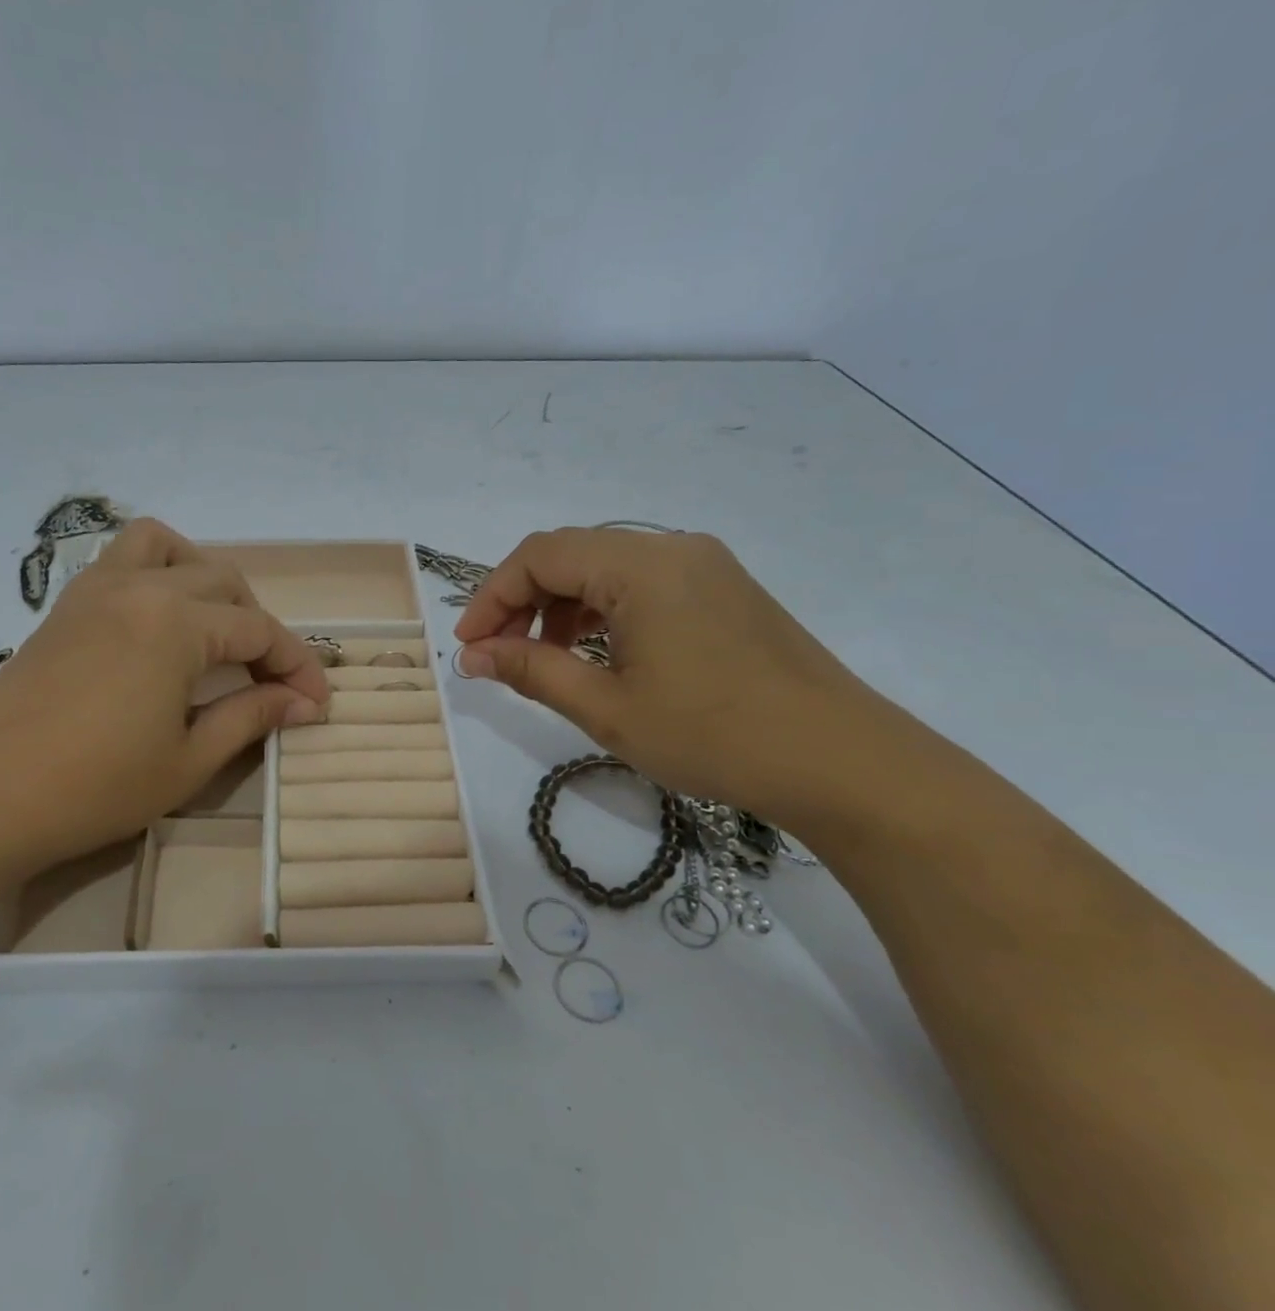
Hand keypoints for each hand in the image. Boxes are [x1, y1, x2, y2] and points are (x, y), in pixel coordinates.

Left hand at [0, 519, 329, 880]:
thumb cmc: (94, 788)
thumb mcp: (188, 760)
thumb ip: (251, 717)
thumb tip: (303, 702)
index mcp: (176, 623)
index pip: (259, 630)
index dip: (296, 665)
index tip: (317, 702)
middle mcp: (140, 588)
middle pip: (224, 583)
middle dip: (259, 628)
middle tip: (268, 681)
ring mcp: (96, 589)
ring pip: (168, 549)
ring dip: (205, 580)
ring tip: (214, 631)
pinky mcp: (65, 604)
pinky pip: (122, 560)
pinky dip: (156, 574)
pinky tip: (159, 626)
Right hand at [454, 527, 897, 826]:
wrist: (841, 761)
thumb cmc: (713, 734)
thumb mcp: (606, 707)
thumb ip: (531, 670)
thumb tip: (472, 654)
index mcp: (641, 566)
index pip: (539, 556)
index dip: (492, 596)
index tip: (469, 645)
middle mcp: (673, 548)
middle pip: (571, 554)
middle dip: (524, 600)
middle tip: (500, 654)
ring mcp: (706, 566)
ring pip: (606, 568)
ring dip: (562, 606)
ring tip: (547, 660)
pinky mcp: (725, 590)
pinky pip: (644, 583)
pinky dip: (604, 611)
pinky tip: (599, 654)